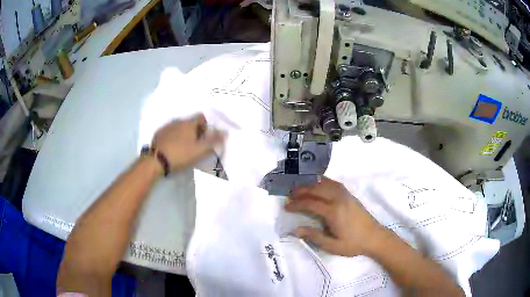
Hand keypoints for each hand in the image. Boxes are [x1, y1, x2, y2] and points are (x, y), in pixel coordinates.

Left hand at [152, 114, 224, 171]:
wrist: (156, 161)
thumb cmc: (180, 155)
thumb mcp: (200, 150)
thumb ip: (214, 141)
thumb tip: (226, 132)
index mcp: (189, 123)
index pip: (202, 117)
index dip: (206, 126)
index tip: (206, 138)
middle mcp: (178, 121)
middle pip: (190, 123)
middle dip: (195, 131)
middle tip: (197, 145)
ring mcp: (167, 127)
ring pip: (180, 127)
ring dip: (184, 134)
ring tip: (184, 148)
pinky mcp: (159, 134)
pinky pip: (170, 133)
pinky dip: (174, 138)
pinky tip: (173, 148)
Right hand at [285, 177, 386, 256]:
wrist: (374, 237)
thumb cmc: (353, 244)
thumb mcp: (333, 245)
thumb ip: (314, 236)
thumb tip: (295, 229)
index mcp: (333, 212)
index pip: (310, 203)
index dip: (297, 204)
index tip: (286, 206)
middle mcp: (339, 199)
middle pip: (316, 189)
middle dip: (301, 190)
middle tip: (290, 195)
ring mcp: (346, 195)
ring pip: (325, 183)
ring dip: (311, 184)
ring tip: (301, 187)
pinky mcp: (350, 195)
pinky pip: (334, 183)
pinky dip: (324, 181)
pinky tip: (319, 183)